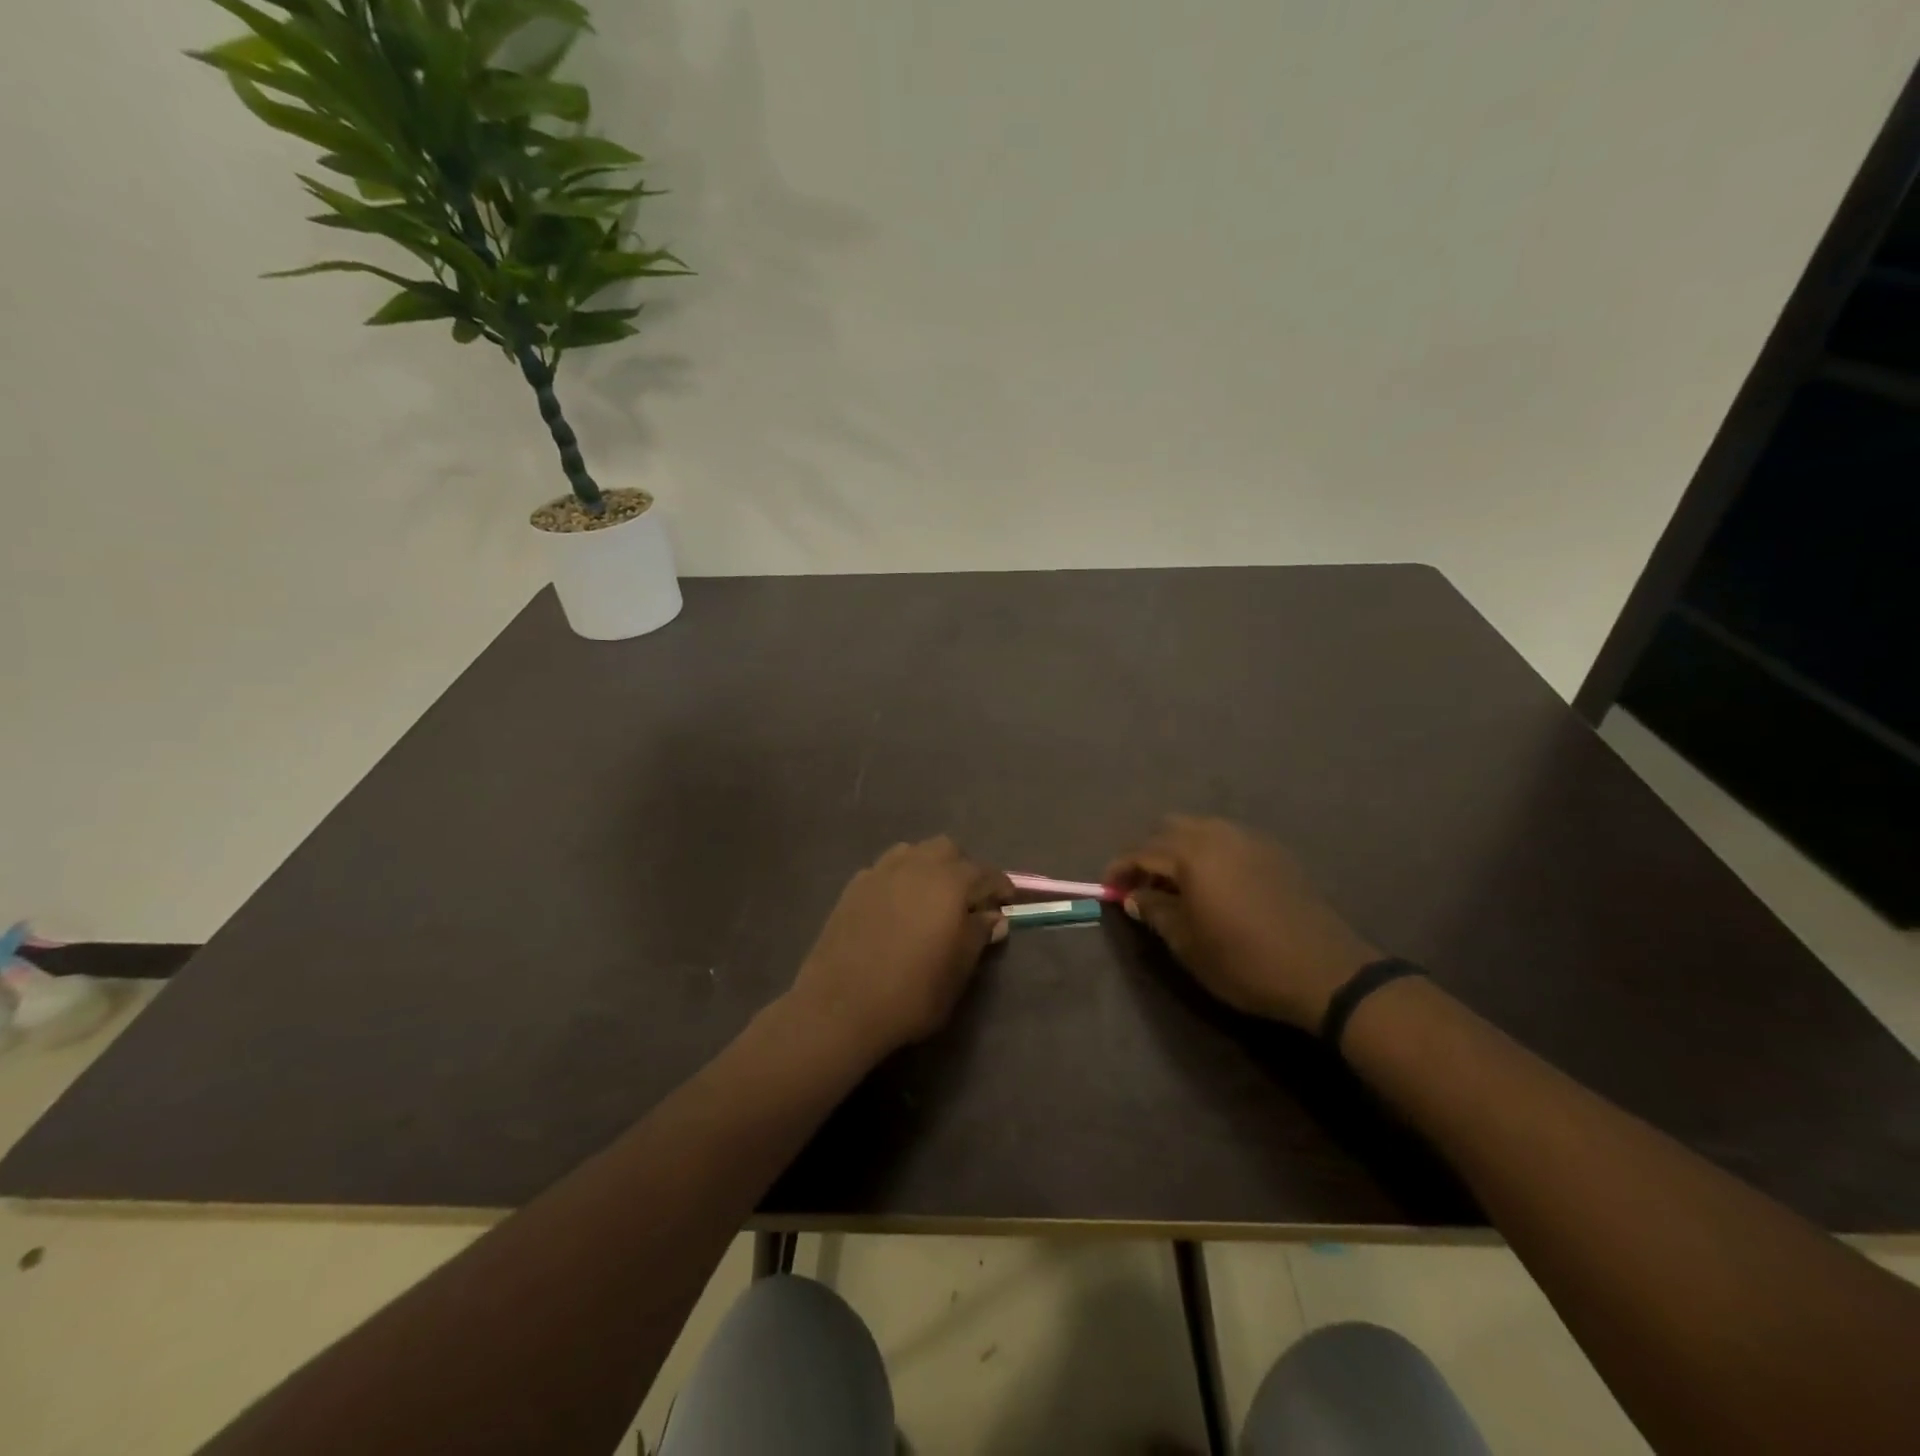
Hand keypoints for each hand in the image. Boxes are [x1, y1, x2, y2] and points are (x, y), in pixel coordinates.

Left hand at [787, 837, 1012, 1062]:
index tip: (1006, 903)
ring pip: (914, 852)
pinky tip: (896, 906)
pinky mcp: (855, 886)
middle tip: (966, 901)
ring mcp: (881, 871)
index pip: (986, 874)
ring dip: (929, 867)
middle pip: (948, 850)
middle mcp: (917, 865)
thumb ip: (978, 935)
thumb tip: (993, 917)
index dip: (1000, 887)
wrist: (841, 1005)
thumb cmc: (912, 992)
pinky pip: (886, 869)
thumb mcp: (958, 970)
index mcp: (950, 882)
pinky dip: (899, 879)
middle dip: (963, 868)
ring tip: (930, 898)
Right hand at [1105, 816, 1380, 1029]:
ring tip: (1175, 885)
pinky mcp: (1273, 852)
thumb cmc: (1245, 962)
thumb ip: (1155, 912)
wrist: (1325, 972)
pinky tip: (1212, 884)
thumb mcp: (1188, 944)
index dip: (1119, 868)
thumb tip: (1135, 896)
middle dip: (1148, 852)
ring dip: (1178, 850)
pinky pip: (1227, 839)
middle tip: (1141, 886)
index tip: (1107, 889)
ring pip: (1199, 829)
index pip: (1142, 850)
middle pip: (1169, 828)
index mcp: (1192, 855)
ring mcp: (1250, 839)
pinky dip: (1207, 852)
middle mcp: (1218, 835)